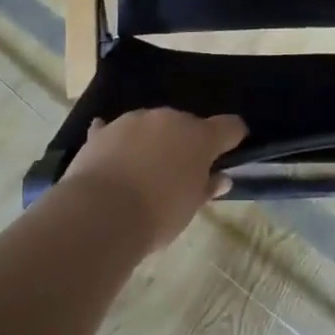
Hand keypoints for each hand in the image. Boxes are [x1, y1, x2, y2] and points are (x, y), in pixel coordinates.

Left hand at [62, 107, 247, 250]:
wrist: (101, 213)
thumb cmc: (158, 215)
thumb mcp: (190, 207)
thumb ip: (207, 187)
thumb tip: (222, 178)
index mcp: (199, 136)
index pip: (229, 126)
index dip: (233, 136)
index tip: (231, 149)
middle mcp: (169, 118)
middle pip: (186, 124)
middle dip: (185, 143)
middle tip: (179, 172)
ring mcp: (134, 120)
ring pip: (151, 126)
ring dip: (152, 141)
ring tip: (142, 172)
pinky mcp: (103, 131)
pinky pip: (114, 131)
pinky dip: (116, 141)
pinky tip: (112, 156)